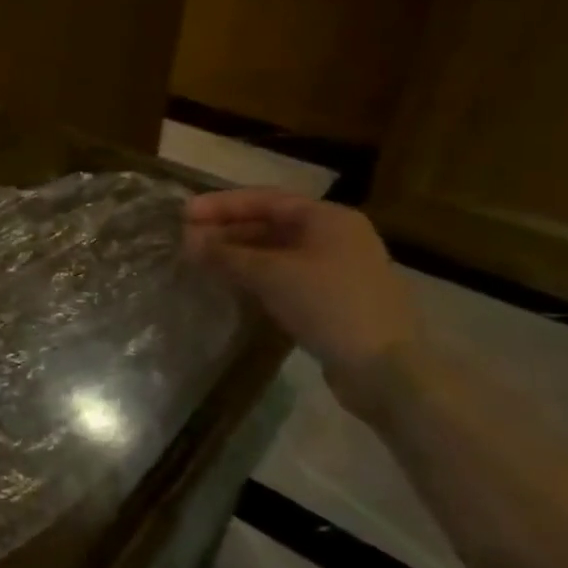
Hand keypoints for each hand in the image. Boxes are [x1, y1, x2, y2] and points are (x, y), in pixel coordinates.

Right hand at [184, 189, 422, 413]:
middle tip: (186, 240)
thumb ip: (225, 254)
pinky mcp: (333, 298)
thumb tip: (187, 240)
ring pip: (276, 251)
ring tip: (200, 261)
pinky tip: (230, 284)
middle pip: (270, 223)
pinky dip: (255, 275)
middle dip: (226, 230)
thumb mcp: (269, 274)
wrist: (385, 368)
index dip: (220, 204)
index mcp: (328, 218)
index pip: (264, 199)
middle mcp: (335, 236)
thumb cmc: (328, 305)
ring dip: (237, 254)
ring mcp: (336, 268)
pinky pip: (284, 274)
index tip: (182, 214)